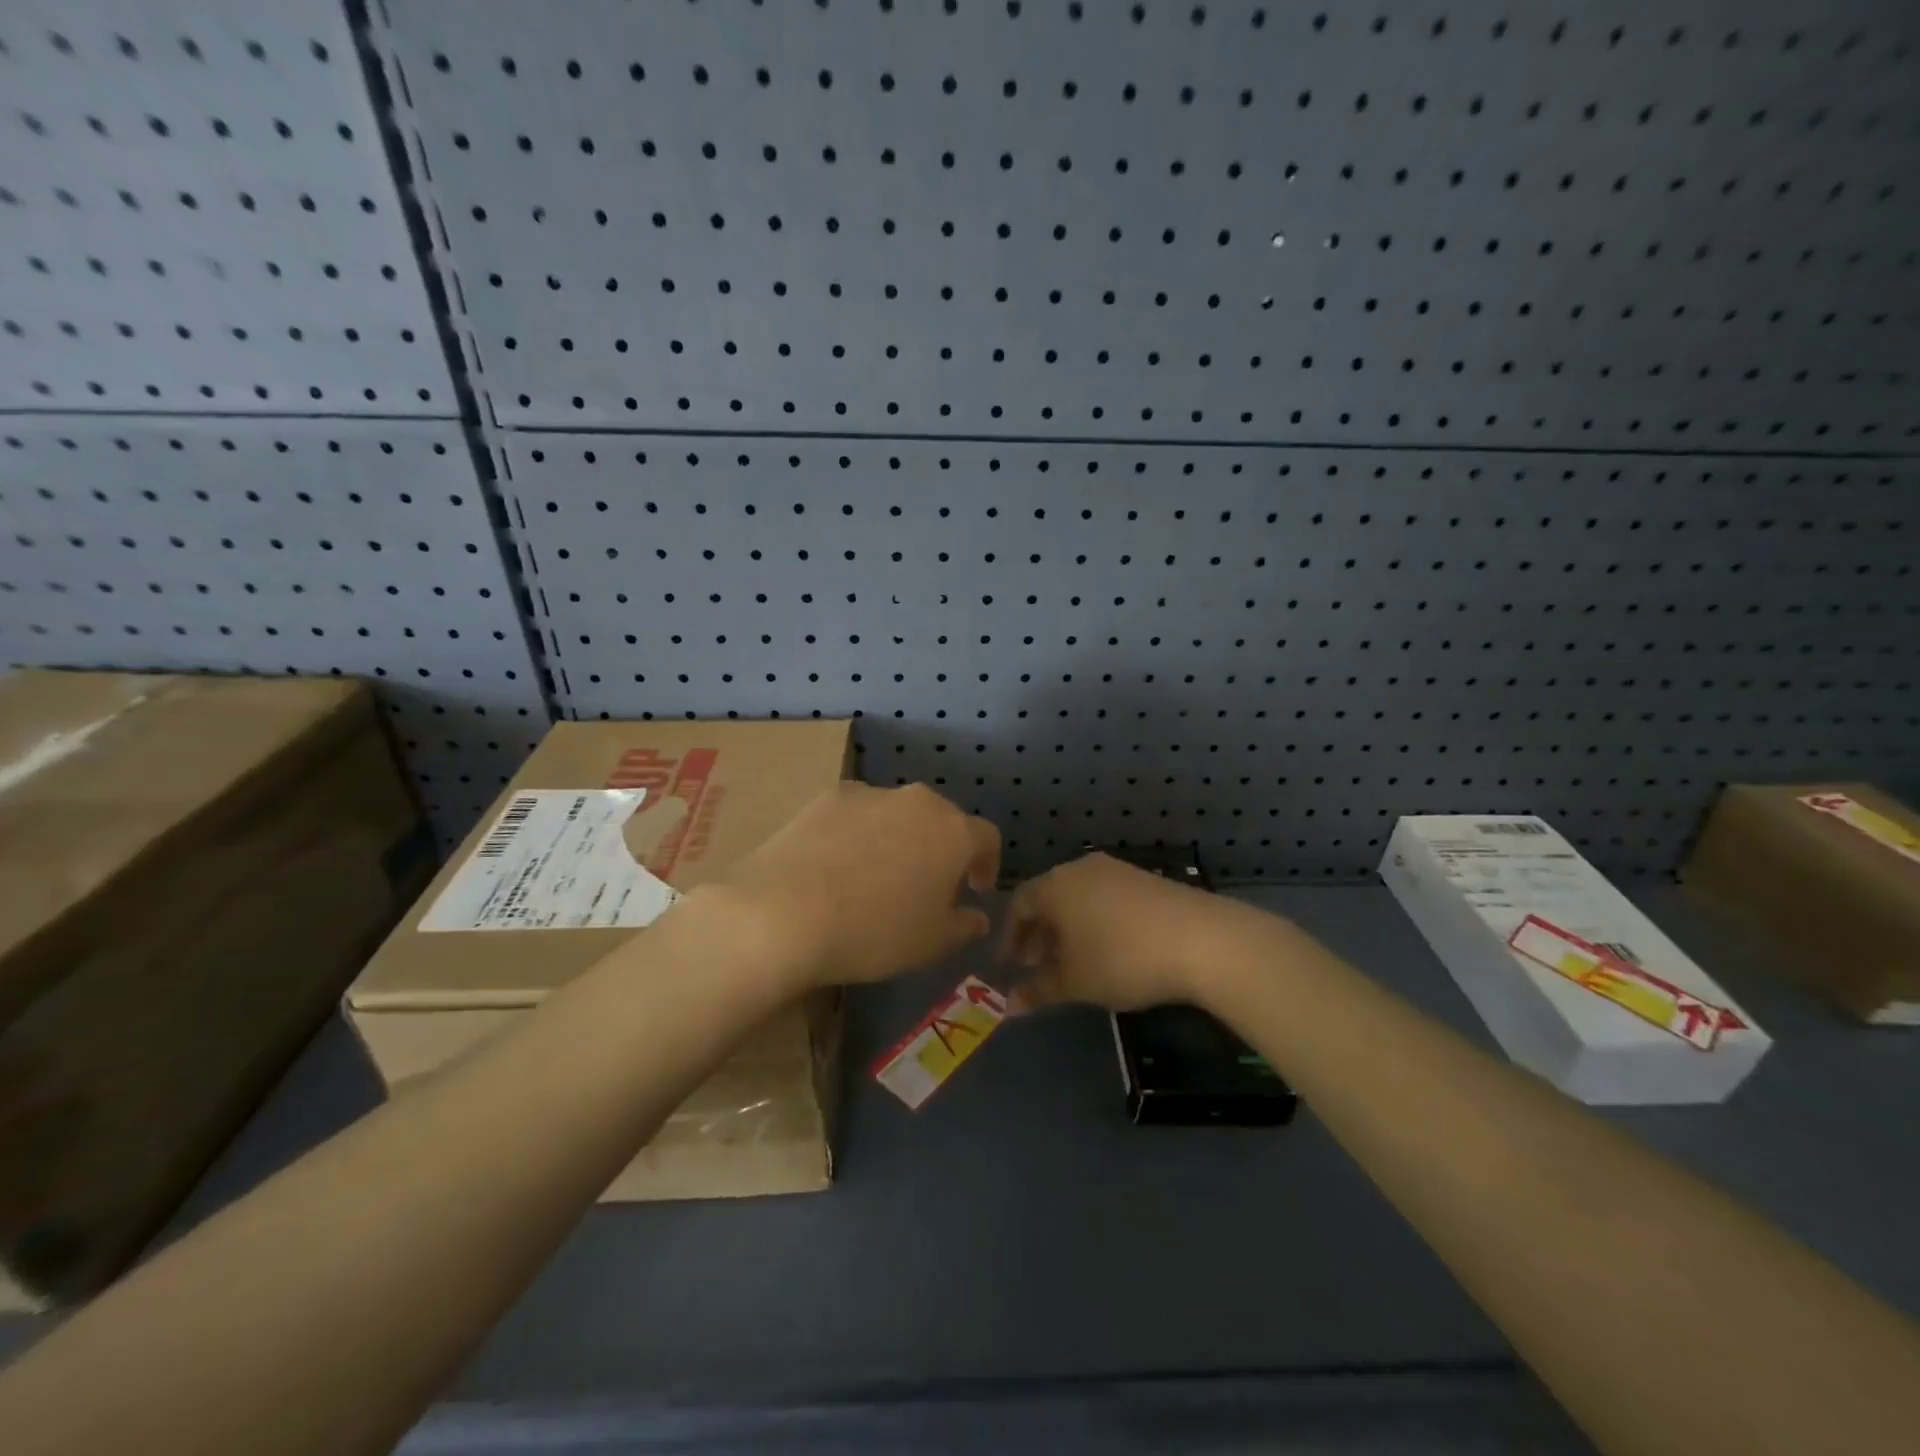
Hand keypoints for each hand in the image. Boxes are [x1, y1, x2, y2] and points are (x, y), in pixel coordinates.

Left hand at [713, 783, 999, 987]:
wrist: (784, 913)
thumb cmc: (874, 932)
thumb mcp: (931, 944)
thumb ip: (963, 926)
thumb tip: (977, 916)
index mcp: (954, 832)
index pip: (986, 838)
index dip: (987, 864)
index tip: (976, 890)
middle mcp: (917, 802)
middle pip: (942, 819)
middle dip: (942, 848)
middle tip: (929, 885)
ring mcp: (870, 794)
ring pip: (898, 813)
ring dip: (900, 838)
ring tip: (878, 875)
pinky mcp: (828, 797)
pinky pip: (857, 813)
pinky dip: (858, 833)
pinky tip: (838, 865)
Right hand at [999, 853, 1268, 1011]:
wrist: (1201, 939)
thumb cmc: (1122, 959)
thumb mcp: (1076, 982)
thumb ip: (1039, 990)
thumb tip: (1008, 1006)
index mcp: (1055, 885)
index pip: (1019, 903)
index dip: (1010, 935)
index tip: (1008, 965)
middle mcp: (1080, 869)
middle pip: (1048, 897)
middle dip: (1038, 933)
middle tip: (1035, 965)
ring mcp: (1116, 870)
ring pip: (1077, 897)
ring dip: (1067, 928)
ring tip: (1072, 961)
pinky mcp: (1144, 879)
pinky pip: (1104, 897)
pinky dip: (1093, 921)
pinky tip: (1107, 949)